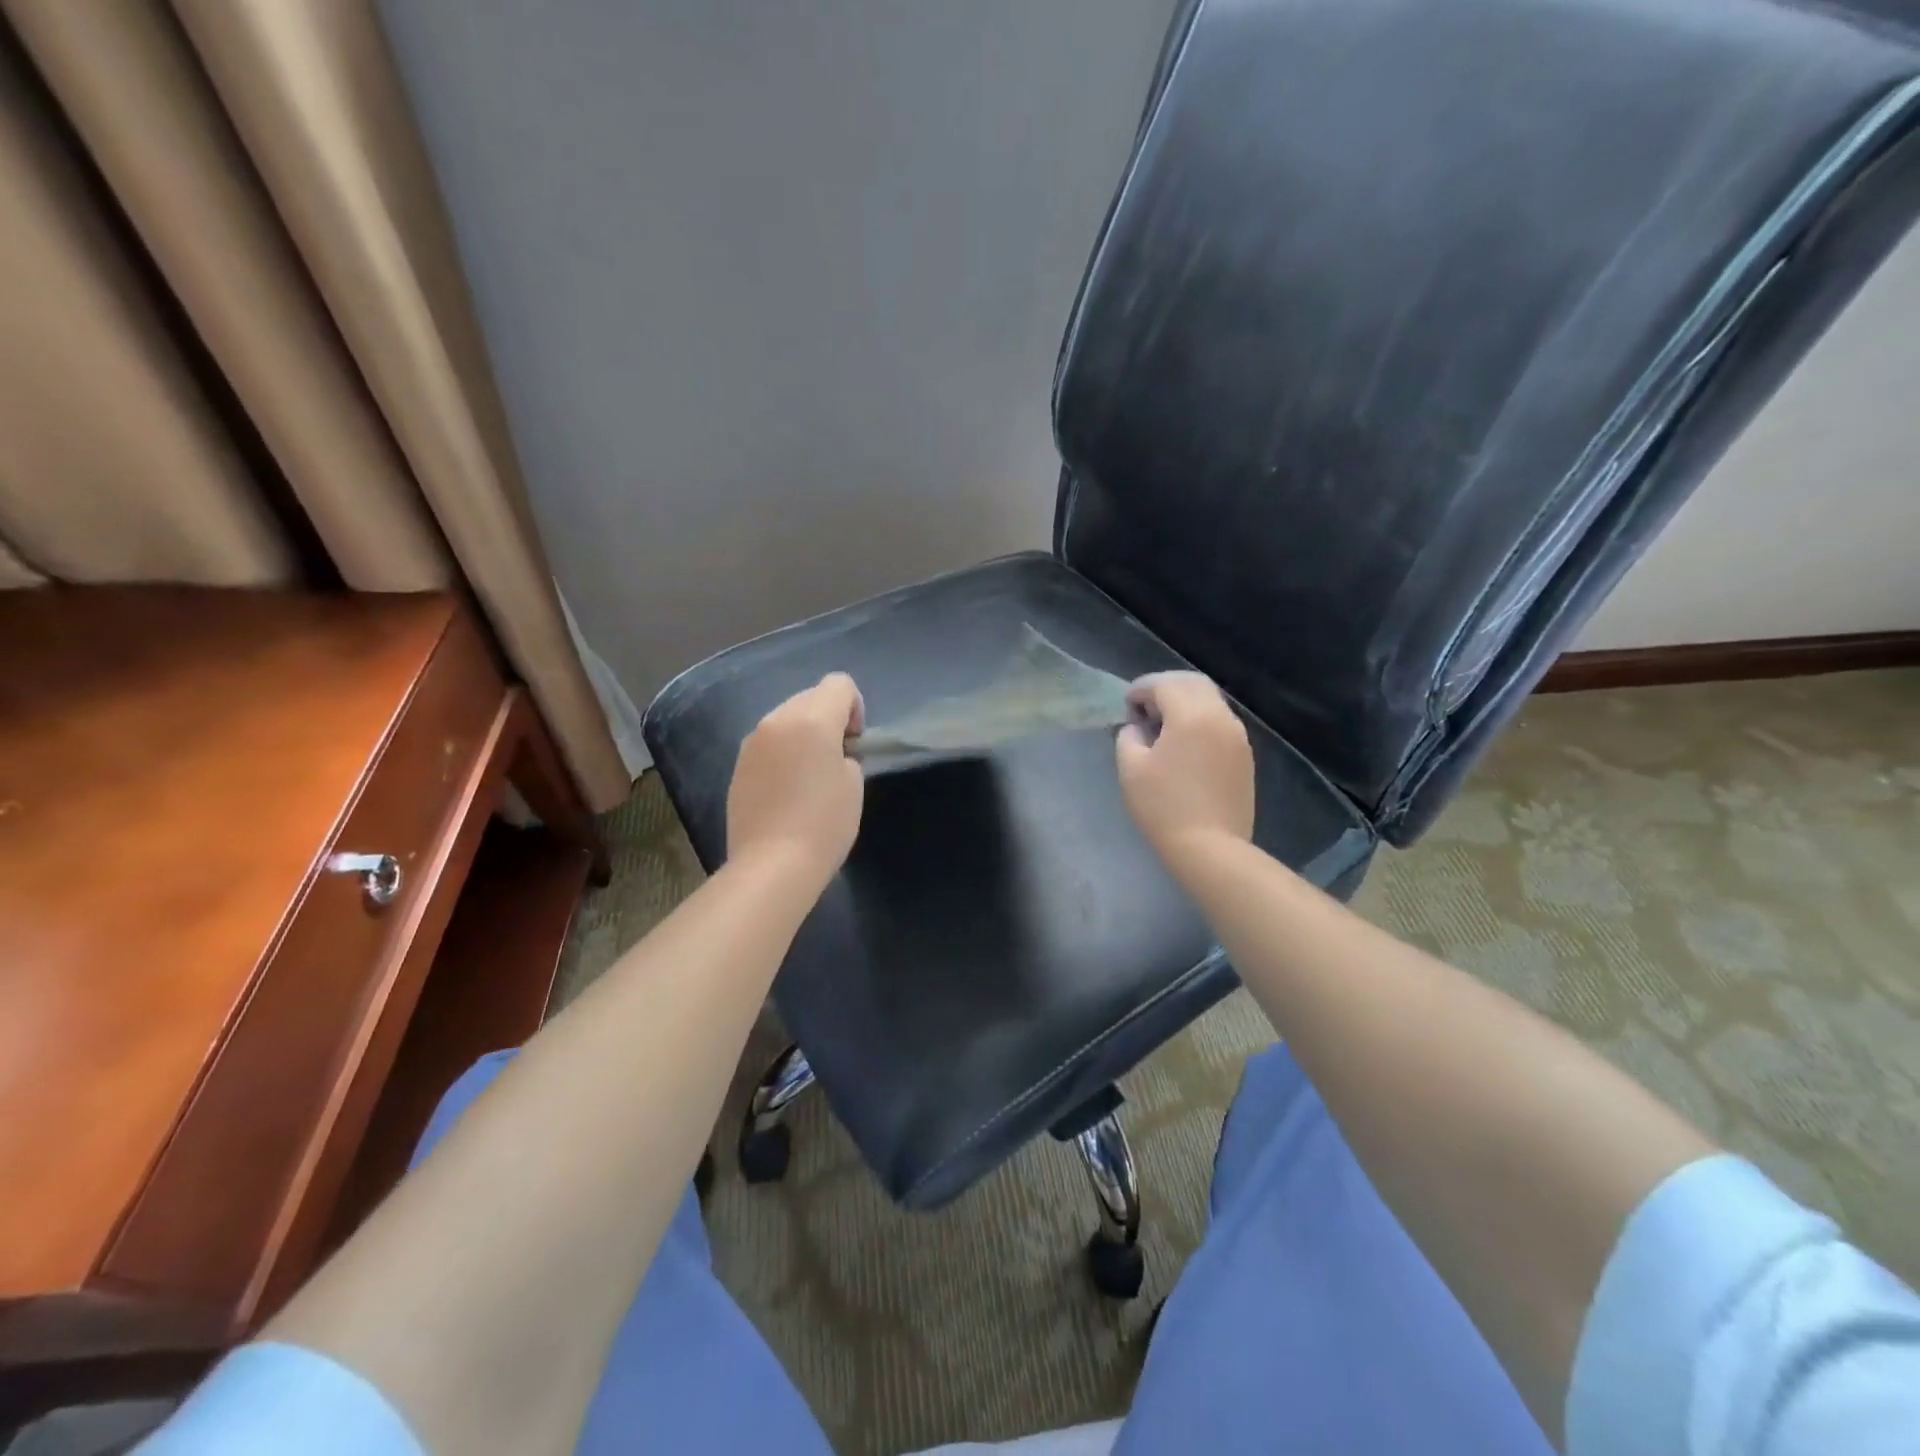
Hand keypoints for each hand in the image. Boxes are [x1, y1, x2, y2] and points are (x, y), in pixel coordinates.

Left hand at [726, 673, 865, 883]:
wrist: (772, 864)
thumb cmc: (824, 823)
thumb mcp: (854, 784)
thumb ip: (846, 754)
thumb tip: (832, 753)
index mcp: (812, 719)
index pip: (839, 684)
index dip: (855, 708)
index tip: (854, 744)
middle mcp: (777, 720)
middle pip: (810, 697)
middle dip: (828, 719)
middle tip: (835, 760)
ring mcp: (752, 742)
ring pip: (786, 719)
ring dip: (802, 735)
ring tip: (808, 776)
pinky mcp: (738, 765)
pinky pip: (768, 743)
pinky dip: (782, 753)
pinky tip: (786, 790)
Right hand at [1115, 672, 1254, 867]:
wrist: (1210, 848)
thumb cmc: (1163, 806)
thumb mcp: (1131, 769)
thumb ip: (1129, 737)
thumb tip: (1138, 728)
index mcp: (1191, 715)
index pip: (1164, 684)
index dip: (1141, 690)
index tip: (1126, 707)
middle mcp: (1220, 717)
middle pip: (1193, 683)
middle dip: (1165, 689)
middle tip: (1145, 711)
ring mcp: (1237, 737)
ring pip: (1210, 702)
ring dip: (1185, 704)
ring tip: (1163, 728)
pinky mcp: (1244, 756)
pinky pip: (1220, 723)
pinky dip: (1200, 722)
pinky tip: (1184, 746)